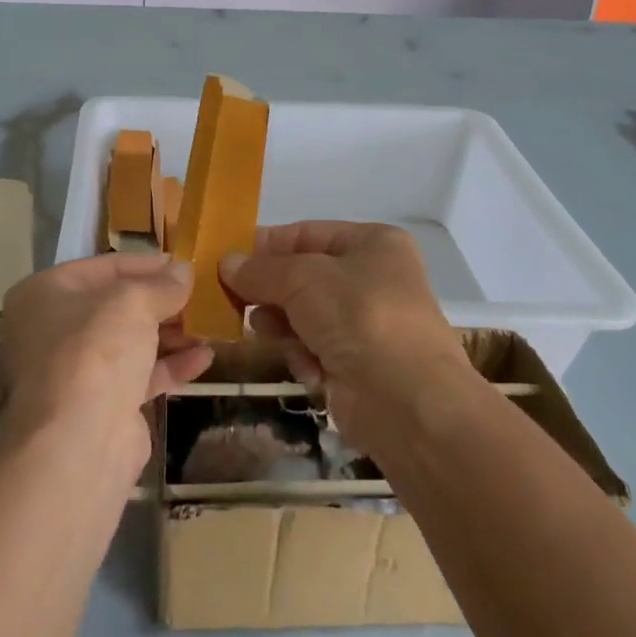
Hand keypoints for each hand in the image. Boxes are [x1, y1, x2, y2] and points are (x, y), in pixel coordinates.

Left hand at [0, 254, 214, 472]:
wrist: (80, 441)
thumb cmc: (97, 350)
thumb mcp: (134, 302)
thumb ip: (162, 284)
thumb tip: (183, 271)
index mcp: (44, 293)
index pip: (103, 267)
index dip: (146, 264)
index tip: (184, 264)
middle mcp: (51, 329)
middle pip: (116, 306)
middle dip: (161, 302)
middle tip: (201, 296)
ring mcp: (74, 370)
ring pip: (129, 342)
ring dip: (170, 333)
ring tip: (210, 326)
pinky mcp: (98, 405)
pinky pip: (138, 375)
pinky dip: (169, 365)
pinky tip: (205, 358)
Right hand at [220, 222, 471, 453]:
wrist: (409, 402)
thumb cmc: (359, 317)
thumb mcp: (302, 279)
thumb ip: (260, 270)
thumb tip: (226, 263)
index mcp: (373, 243)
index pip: (306, 234)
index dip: (266, 246)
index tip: (227, 260)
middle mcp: (373, 278)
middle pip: (303, 277)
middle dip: (270, 291)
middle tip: (234, 301)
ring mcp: (368, 324)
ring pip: (304, 315)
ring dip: (283, 326)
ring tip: (265, 333)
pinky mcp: (360, 365)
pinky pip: (315, 349)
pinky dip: (305, 357)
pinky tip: (308, 369)